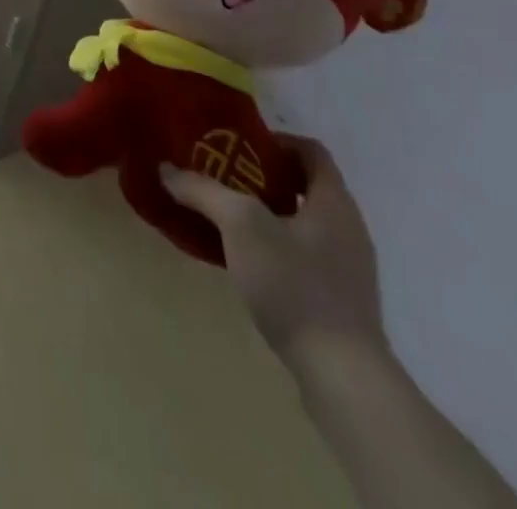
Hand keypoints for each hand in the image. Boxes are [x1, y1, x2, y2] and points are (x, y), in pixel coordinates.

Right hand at [161, 135, 385, 367]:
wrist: (342, 375)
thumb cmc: (295, 284)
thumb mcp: (240, 226)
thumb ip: (203, 191)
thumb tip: (166, 168)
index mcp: (334, 201)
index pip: (311, 151)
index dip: (276, 141)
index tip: (240, 148)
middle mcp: (349, 228)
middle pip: (306, 186)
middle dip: (265, 179)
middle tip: (225, 179)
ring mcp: (350, 269)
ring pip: (305, 224)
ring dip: (270, 215)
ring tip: (229, 221)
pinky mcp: (342, 303)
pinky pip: (308, 258)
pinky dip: (279, 249)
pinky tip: (249, 265)